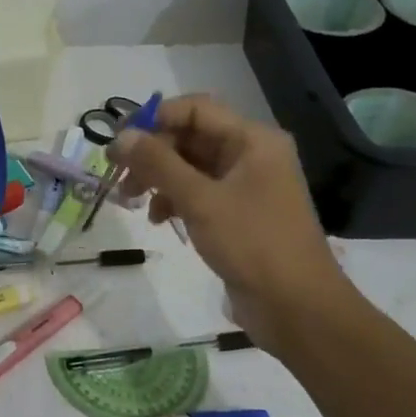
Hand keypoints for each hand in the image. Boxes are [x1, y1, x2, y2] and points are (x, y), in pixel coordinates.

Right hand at [111, 95, 360, 354]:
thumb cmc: (252, 244)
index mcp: (253, 140)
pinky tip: (160, 220)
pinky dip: (174, 200)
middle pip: (190, 137)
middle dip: (152, 154)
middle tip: (120, 177)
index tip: (119, 143)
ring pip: (190, 166)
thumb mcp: (200, 200)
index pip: (195, 109)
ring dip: (158, 178)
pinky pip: (198, 192)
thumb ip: (158, 164)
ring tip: (132, 201)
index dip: (154, 119)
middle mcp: (251, 155)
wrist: (297, 307)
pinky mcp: (238, 213)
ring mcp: (245, 185)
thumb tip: (120, 138)